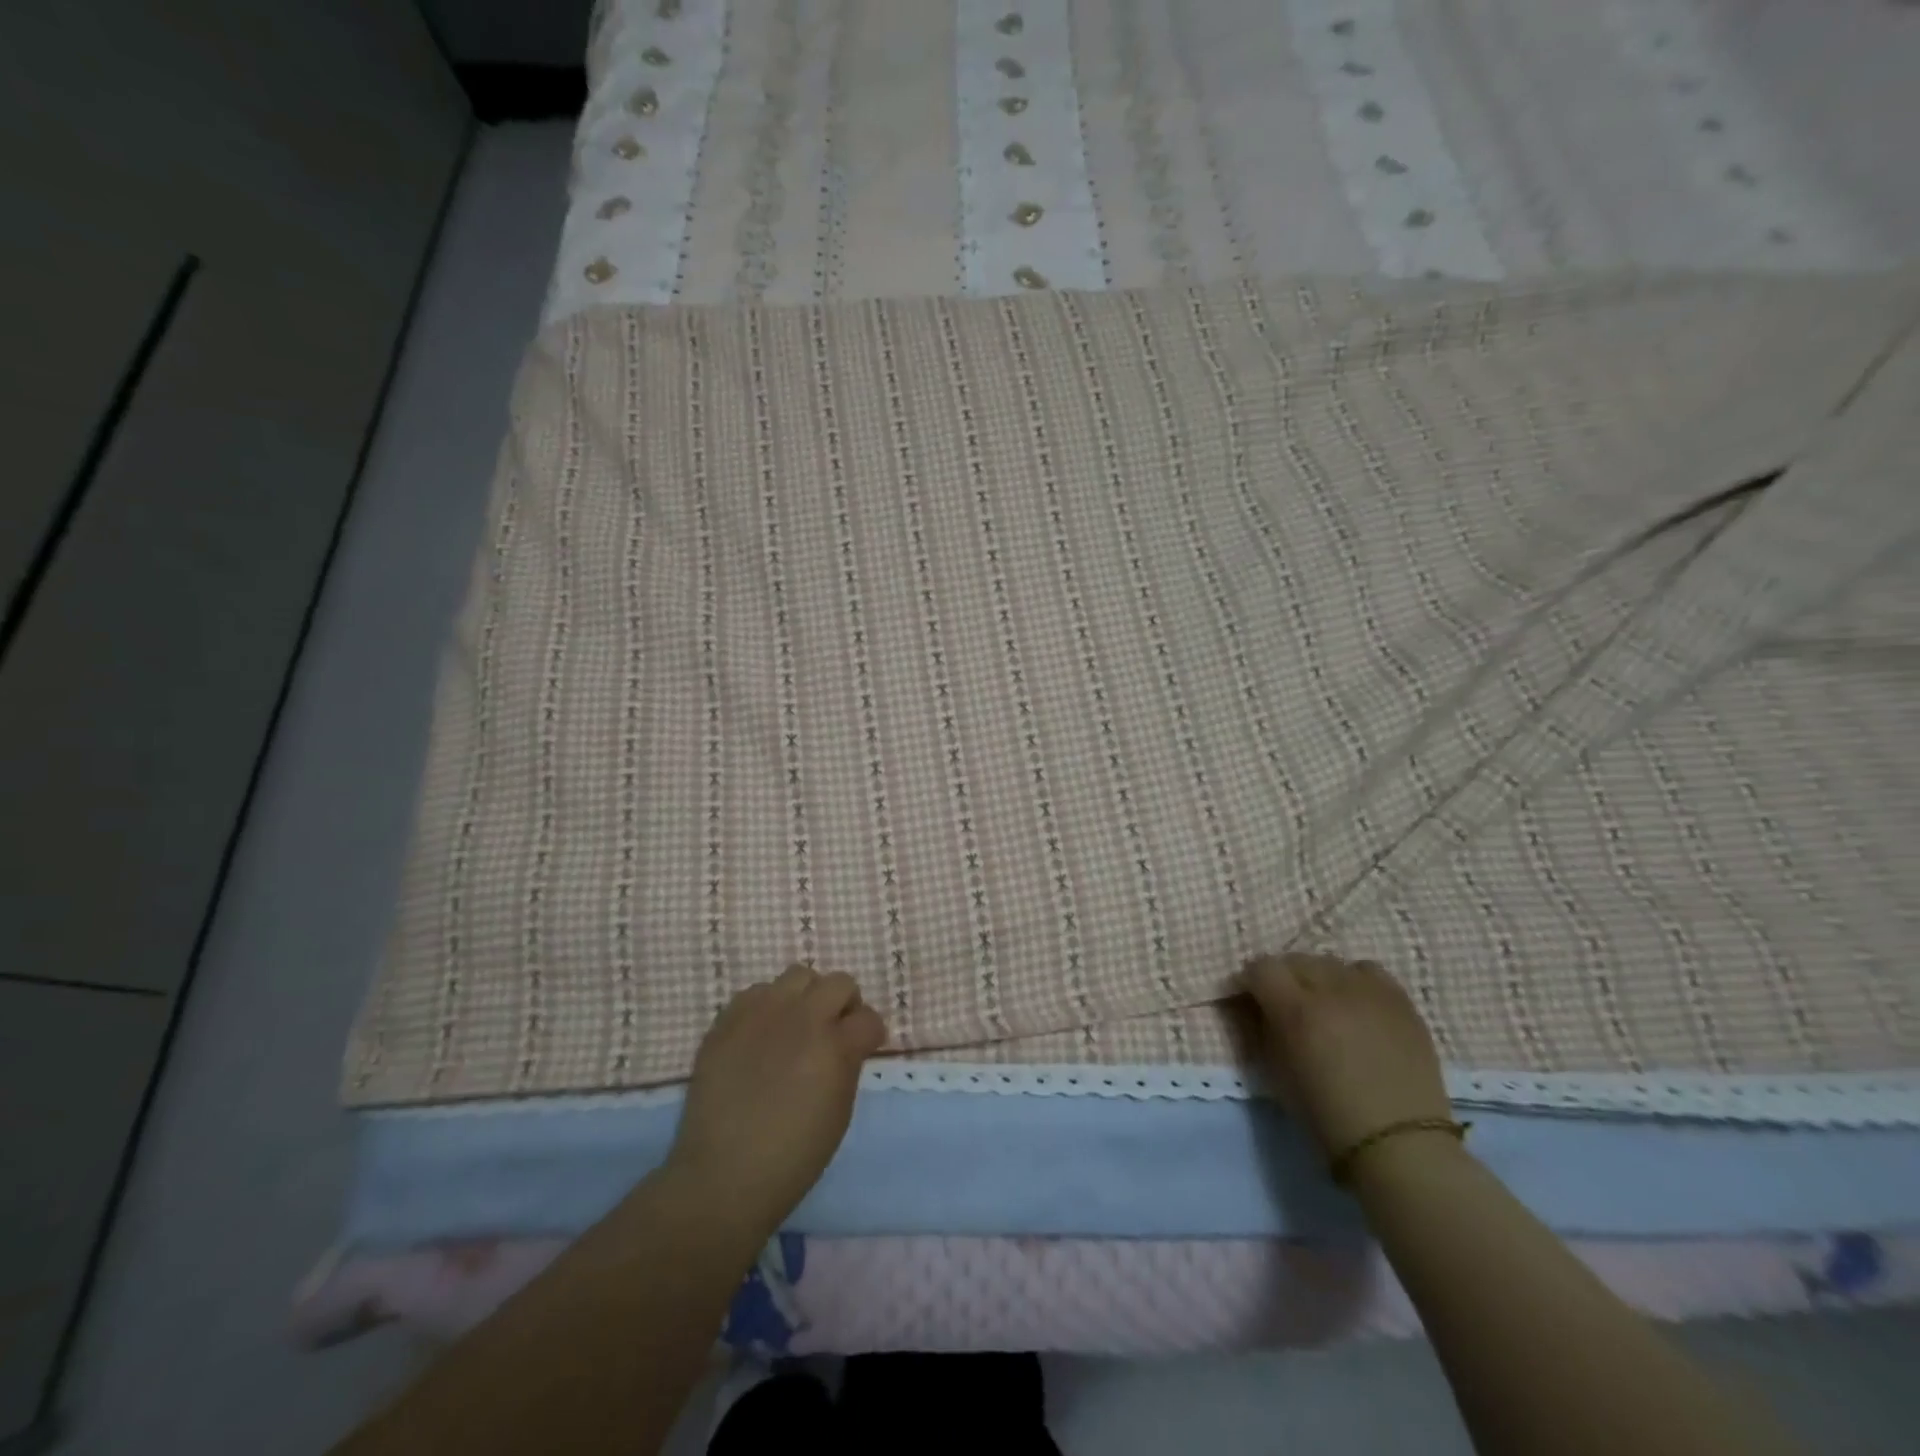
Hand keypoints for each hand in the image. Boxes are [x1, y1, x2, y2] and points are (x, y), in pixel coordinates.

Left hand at [664, 965, 886, 1240]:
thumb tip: (847, 1043)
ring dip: (805, 997)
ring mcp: (762, 1013)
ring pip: (798, 976)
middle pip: (839, 982)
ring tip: (794, 1026)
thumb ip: (847, 1064)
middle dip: (843, 1004)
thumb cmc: (792, 1158)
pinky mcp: (729, 1019)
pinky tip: (761, 1036)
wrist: (723, 1176)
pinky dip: (766, 1007)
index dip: (870, 1033)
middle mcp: (802, 1018)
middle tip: (832, 1031)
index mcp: (835, 1046)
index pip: (869, 1017)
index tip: (863, 1047)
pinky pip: (757, 992)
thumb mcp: (839, 1112)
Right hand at [1241, 953, 1452, 1157]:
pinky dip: (1353, 979)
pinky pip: (1367, 970)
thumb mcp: (1277, 1073)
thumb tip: (1256, 1006)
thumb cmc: (1327, 1116)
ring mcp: (1370, 992)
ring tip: (1322, 1003)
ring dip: (1317, 978)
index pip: (1261, 967)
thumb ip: (1263, 1028)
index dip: (1250, 980)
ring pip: (1330, 962)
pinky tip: (1355, 1002)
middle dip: (1282, 977)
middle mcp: (1331, 990)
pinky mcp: (1400, 1001)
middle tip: (1284, 1003)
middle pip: (1294, 959)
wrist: (1399, 1144)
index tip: (1249, 998)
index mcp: (1296, 1011)